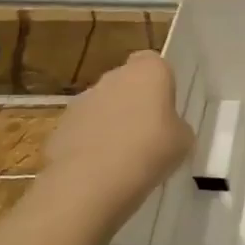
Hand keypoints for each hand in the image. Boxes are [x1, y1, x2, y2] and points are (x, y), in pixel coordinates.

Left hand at [44, 52, 190, 196]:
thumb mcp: (184, 141)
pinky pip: (83, 131)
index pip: (154, 62)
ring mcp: (82, 101)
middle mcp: (113, 77)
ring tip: (124, 158)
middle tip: (149, 134)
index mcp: (148, 71)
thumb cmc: (149, 151)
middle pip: (127, 83)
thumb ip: (177, 127)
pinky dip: (91, 144)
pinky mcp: (60, 127)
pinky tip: (101, 170)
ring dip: (112, 123)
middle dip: (135, 103)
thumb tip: (168, 129)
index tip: (166, 107)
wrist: (90, 182)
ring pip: (103, 106)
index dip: (160, 83)